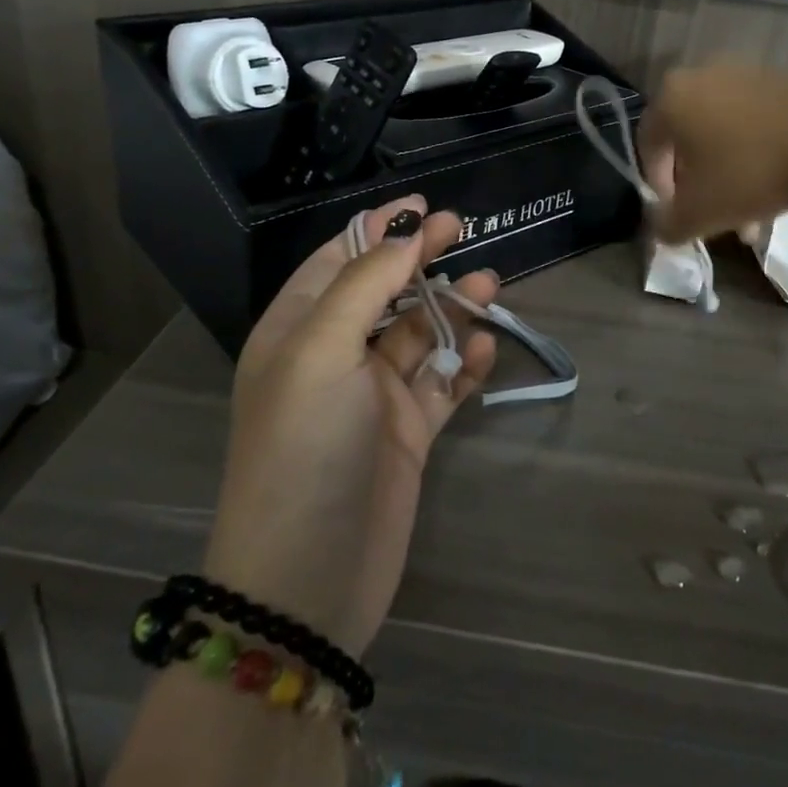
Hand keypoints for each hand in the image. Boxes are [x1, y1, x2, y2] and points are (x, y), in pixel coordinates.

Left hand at [203, 196, 497, 655]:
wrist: (309, 580)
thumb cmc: (304, 448)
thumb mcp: (321, 352)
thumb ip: (363, 285)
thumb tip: (401, 231)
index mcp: (297, 331)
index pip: (337, 261)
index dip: (377, 230)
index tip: (422, 206)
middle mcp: (333, 356)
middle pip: (384, 291)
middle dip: (420, 260)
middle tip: (462, 231)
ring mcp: (373, 396)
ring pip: (420, 334)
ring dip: (452, 308)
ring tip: (489, 287)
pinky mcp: (408, 432)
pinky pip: (443, 384)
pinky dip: (464, 365)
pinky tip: (483, 354)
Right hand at [639, 64, 787, 243]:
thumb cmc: (750, 172)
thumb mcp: (700, 212)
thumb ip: (668, 225)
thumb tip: (660, 231)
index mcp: (670, 98)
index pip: (647, 146)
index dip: (658, 185)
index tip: (678, 212)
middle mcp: (699, 76)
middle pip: (686, 139)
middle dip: (696, 181)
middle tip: (711, 212)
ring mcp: (741, 73)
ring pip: (720, 133)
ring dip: (725, 171)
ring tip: (748, 210)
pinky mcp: (777, 80)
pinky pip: (750, 121)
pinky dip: (752, 151)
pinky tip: (771, 183)